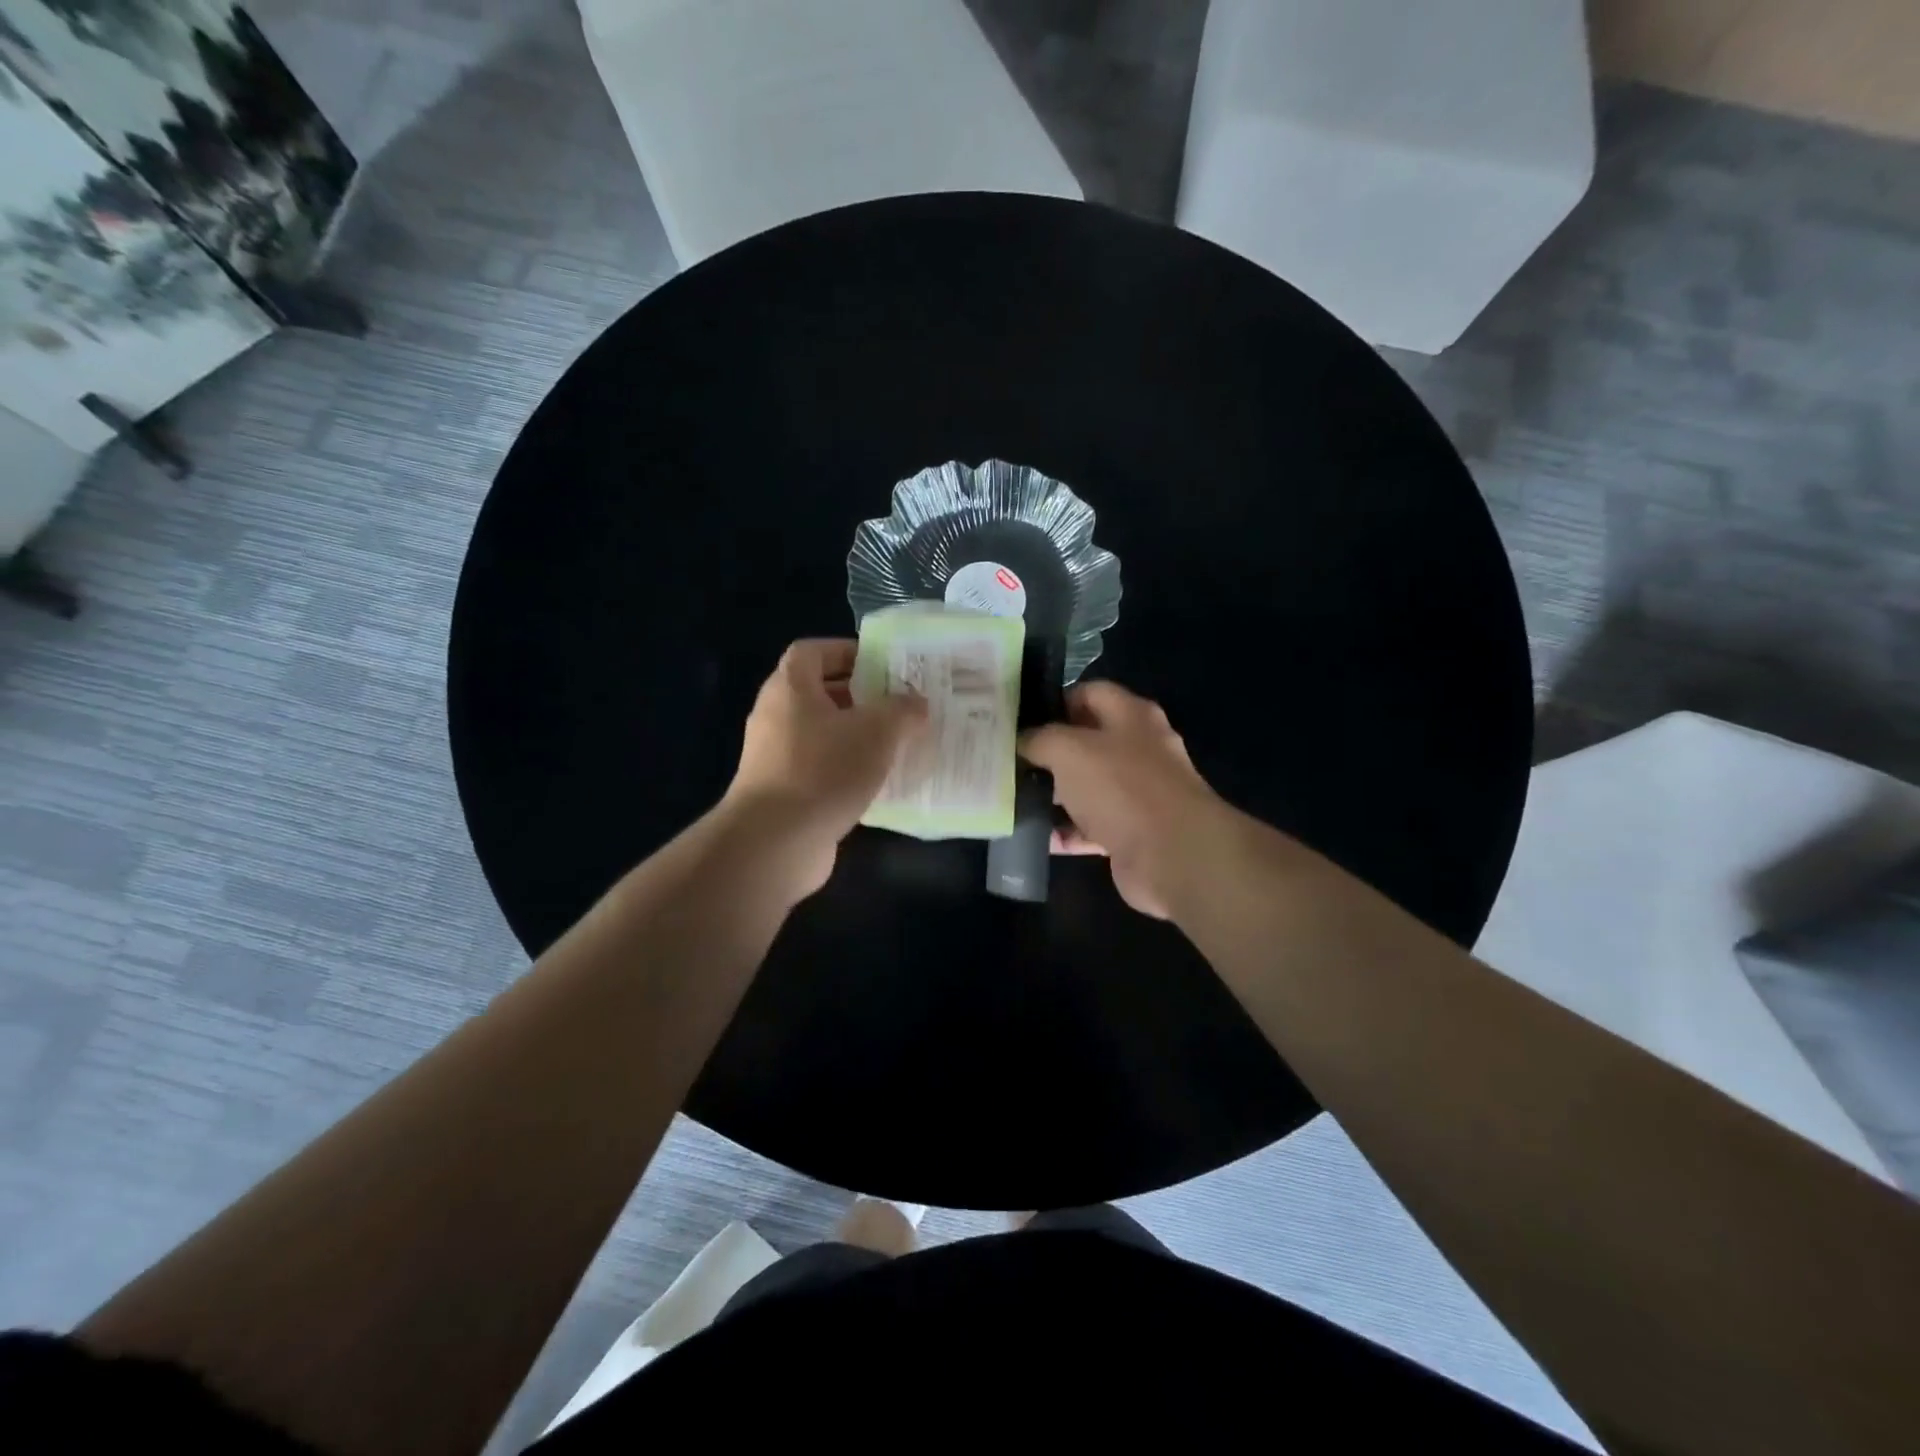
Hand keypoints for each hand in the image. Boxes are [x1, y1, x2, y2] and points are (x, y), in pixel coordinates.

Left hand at [722, 638, 925, 896]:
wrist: (774, 842)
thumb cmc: (824, 770)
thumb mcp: (876, 732)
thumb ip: (902, 710)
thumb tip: (917, 703)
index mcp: (790, 688)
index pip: (813, 651)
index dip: (847, 651)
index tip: (883, 665)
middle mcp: (776, 716)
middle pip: (820, 694)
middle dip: (861, 697)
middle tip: (901, 705)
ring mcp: (776, 757)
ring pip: (823, 735)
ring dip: (857, 737)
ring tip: (898, 744)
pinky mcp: (784, 793)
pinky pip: (821, 770)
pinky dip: (848, 771)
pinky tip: (879, 784)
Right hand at [1019, 681, 1227, 918]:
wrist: (1173, 855)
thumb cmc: (1121, 787)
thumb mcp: (1068, 750)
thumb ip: (1039, 739)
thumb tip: (1022, 741)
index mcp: (1132, 716)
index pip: (1090, 693)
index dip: (1055, 702)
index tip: (1020, 719)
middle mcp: (1140, 749)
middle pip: (1087, 742)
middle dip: (1050, 752)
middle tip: (1011, 760)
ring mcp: (1139, 794)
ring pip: (1088, 786)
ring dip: (1055, 794)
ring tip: (1015, 798)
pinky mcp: (1133, 833)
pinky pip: (1091, 827)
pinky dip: (1066, 832)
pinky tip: (1036, 837)